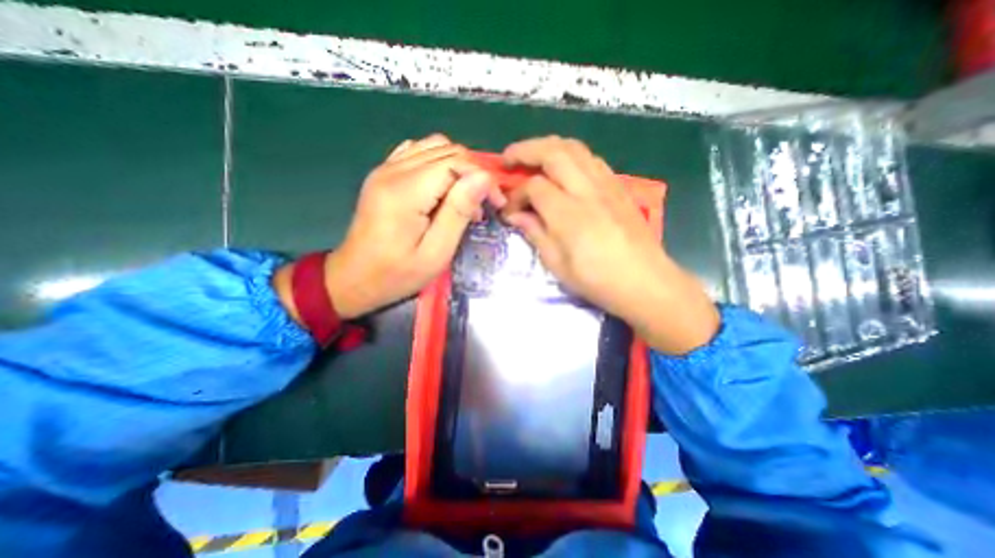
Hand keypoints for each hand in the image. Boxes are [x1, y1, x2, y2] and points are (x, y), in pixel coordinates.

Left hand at [273, 133, 501, 321]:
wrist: (353, 278)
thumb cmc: (397, 273)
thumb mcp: (436, 252)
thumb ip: (458, 211)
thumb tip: (483, 178)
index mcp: (406, 191)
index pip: (456, 163)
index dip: (482, 178)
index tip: (496, 203)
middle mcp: (393, 170)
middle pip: (447, 151)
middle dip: (474, 173)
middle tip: (482, 205)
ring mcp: (385, 168)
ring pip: (434, 147)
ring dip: (458, 168)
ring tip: (464, 198)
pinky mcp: (383, 174)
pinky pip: (417, 152)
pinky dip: (438, 163)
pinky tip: (442, 188)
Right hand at [502, 135, 718, 353]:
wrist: (645, 282)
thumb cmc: (597, 280)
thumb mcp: (557, 264)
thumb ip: (535, 233)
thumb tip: (515, 216)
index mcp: (568, 214)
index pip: (533, 187)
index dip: (515, 195)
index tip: (508, 210)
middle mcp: (587, 190)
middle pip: (553, 152)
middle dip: (525, 150)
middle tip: (508, 158)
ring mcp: (606, 185)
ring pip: (574, 148)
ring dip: (548, 146)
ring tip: (533, 157)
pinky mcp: (618, 187)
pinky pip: (591, 159)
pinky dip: (571, 156)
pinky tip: (564, 169)